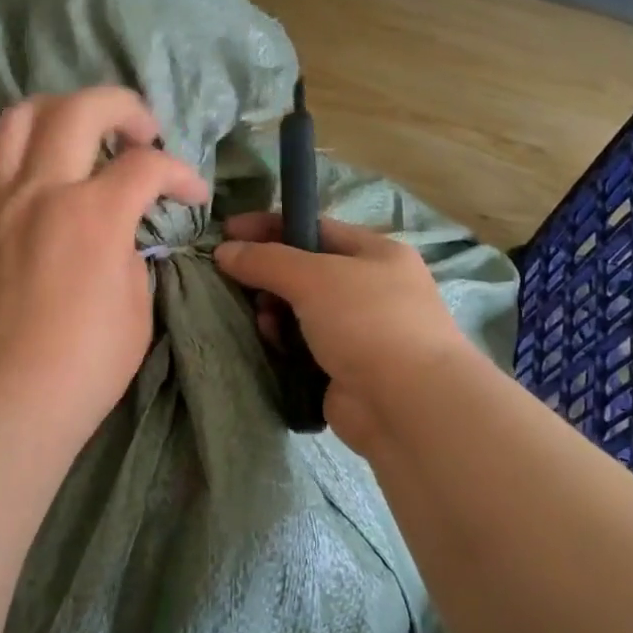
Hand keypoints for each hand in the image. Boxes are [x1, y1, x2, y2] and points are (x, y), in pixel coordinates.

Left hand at [0, 87, 208, 460]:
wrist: (7, 403)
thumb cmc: (85, 366)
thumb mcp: (137, 309)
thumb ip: (132, 255)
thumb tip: (123, 234)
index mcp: (94, 214)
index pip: (148, 165)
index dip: (181, 173)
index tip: (193, 194)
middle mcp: (42, 190)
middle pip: (81, 108)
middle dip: (124, 107)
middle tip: (142, 134)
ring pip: (17, 118)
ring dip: (58, 112)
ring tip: (78, 135)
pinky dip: (4, 152)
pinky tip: (24, 171)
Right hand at [213, 213, 472, 455]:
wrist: (408, 404)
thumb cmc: (367, 323)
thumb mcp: (314, 278)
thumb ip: (266, 260)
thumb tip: (224, 250)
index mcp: (376, 253)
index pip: (314, 228)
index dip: (269, 227)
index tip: (226, 232)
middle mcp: (371, 288)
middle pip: (305, 272)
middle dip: (268, 276)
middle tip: (237, 285)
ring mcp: (360, 331)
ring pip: (301, 312)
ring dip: (274, 313)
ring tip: (262, 324)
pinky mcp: (346, 368)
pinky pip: (304, 347)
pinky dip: (285, 345)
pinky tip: (274, 349)